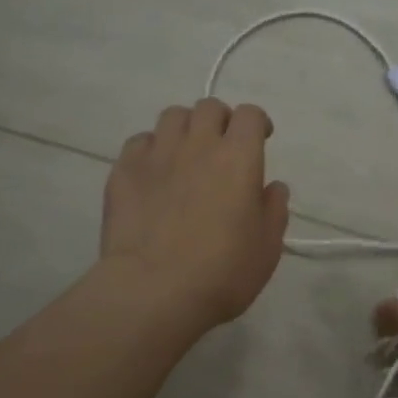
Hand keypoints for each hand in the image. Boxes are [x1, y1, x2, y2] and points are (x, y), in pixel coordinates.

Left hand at [100, 98, 289, 329]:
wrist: (153, 290)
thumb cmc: (222, 272)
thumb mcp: (267, 247)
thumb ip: (274, 209)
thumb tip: (272, 187)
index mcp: (238, 157)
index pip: (249, 114)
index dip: (256, 123)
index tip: (260, 139)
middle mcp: (197, 144)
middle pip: (208, 107)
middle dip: (220, 120)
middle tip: (222, 146)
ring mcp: (156, 154)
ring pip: (172, 116)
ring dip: (185, 128)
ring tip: (186, 154)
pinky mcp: (123, 170)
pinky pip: (139, 142)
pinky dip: (151, 149)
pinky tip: (154, 173)